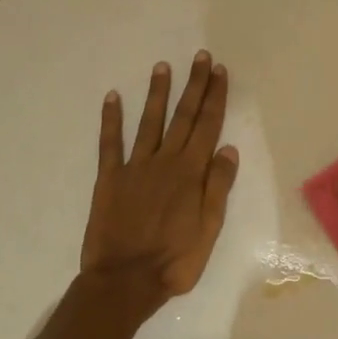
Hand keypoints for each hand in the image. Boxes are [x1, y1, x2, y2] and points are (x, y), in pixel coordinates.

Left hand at [79, 51, 239, 317]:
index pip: (207, 126)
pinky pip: (110, 143)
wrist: (125, 281)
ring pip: (149, 122)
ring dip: (158, 93)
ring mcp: (135, 167)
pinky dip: (111, 119)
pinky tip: (113, 97)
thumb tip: (228, 148)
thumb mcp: (209, 228)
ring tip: (162, 67)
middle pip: (183, 117)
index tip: (219, 72)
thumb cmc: (175, 260)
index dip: (214, 97)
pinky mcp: (109, 178)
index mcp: (191, 173)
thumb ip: (217, 186)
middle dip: (194, 85)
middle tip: (200, 58)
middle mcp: (165, 161)